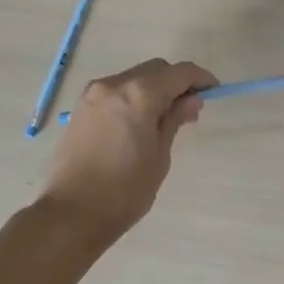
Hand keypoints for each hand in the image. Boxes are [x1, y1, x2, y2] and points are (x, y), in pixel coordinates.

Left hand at [39, 58, 216, 238]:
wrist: (70, 215)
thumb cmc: (123, 191)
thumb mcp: (159, 156)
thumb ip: (175, 119)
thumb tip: (191, 99)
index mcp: (140, 94)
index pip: (180, 73)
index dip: (201, 78)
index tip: (213, 91)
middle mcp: (116, 84)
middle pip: (156, 69)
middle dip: (176, 81)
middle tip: (189, 108)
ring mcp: (94, 93)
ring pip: (135, 76)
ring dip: (154, 87)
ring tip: (164, 117)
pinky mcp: (81, 106)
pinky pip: (116, 89)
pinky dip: (133, 95)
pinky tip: (138, 121)